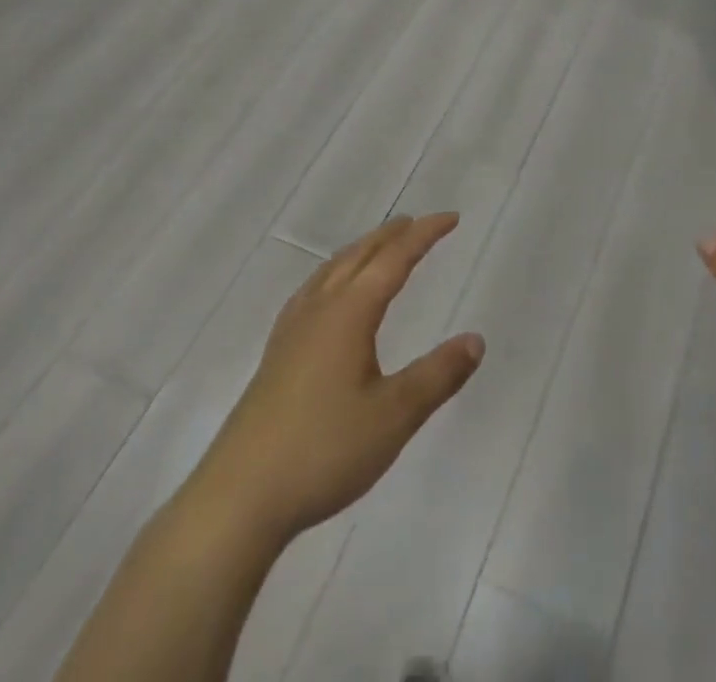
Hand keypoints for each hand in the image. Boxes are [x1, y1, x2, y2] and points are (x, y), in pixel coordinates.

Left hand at [194, 213, 484, 543]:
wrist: (239, 498)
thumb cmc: (323, 451)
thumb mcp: (394, 416)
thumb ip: (438, 375)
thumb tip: (476, 339)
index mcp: (349, 313)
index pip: (394, 259)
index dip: (424, 235)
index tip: (451, 218)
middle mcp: (319, 309)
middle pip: (359, 255)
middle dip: (392, 235)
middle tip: (418, 222)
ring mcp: (292, 331)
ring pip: (331, 270)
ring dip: (361, 250)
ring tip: (379, 247)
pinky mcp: (276, 354)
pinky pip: (312, 291)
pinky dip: (334, 274)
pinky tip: (329, 294)